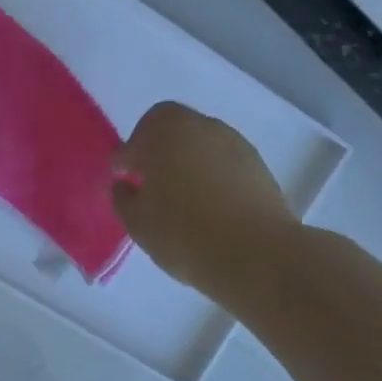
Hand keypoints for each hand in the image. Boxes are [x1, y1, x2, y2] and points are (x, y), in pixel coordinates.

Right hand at [112, 101, 298, 289]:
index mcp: (165, 131)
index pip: (138, 135)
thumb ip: (123, 197)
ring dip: (188, 161)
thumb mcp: (137, 222)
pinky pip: (224, 162)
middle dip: (159, 151)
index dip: (128, 156)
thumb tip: (124, 184)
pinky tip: (210, 205)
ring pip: (201, 144)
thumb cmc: (184, 233)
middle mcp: (201, 126)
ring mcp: (235, 143)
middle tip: (151, 183)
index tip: (123, 178)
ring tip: (182, 197)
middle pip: (173, 129)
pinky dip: (213, 175)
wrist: (256, 255)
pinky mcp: (259, 165)